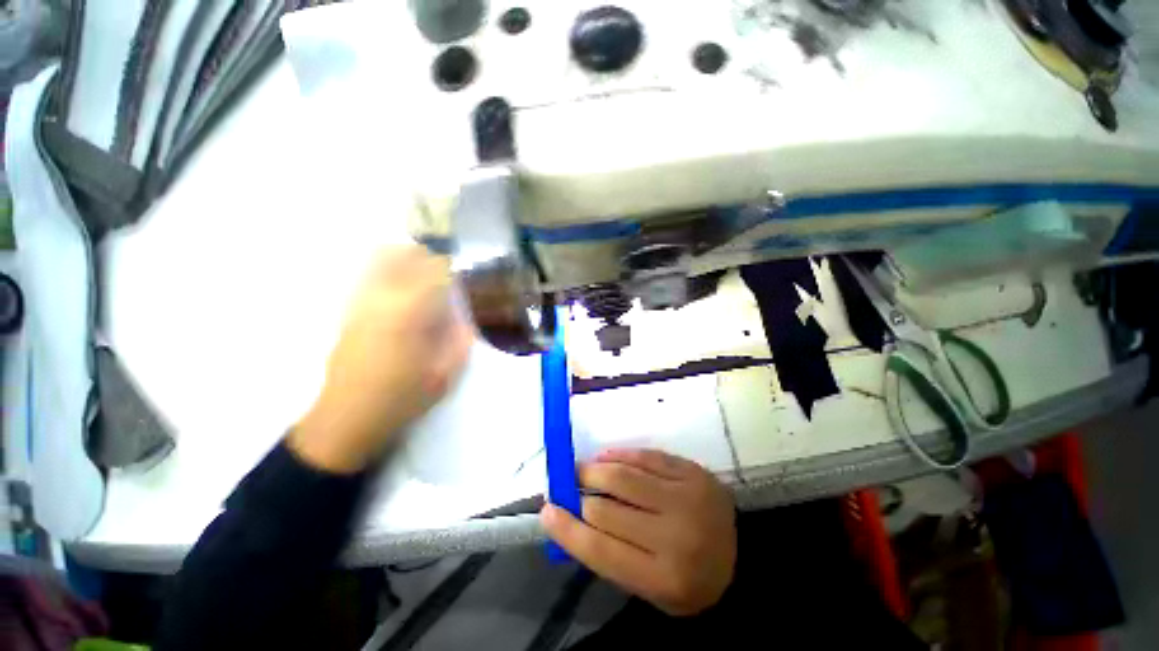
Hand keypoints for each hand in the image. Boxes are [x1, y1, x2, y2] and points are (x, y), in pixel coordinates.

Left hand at [291, 246, 472, 472]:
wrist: (348, 418)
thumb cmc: (402, 398)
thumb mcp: (446, 373)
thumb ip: (460, 340)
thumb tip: (463, 317)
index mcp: (409, 313)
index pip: (433, 270)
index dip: (451, 268)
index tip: (462, 276)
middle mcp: (380, 299)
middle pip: (401, 254)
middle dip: (427, 257)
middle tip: (443, 276)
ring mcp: (358, 303)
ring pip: (379, 260)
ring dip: (405, 261)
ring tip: (423, 281)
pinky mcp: (347, 311)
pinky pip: (368, 276)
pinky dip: (388, 274)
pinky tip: (402, 296)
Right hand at [541, 449, 735, 615]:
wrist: (741, 558)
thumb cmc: (688, 579)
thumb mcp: (649, 587)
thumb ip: (610, 555)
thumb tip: (571, 517)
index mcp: (664, 577)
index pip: (600, 549)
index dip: (567, 528)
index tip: (546, 511)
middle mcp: (676, 536)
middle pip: (607, 509)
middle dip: (578, 494)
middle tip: (565, 485)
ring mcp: (687, 498)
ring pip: (624, 477)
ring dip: (594, 470)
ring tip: (581, 469)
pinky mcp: (693, 472)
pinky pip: (646, 457)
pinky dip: (621, 456)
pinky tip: (606, 457)